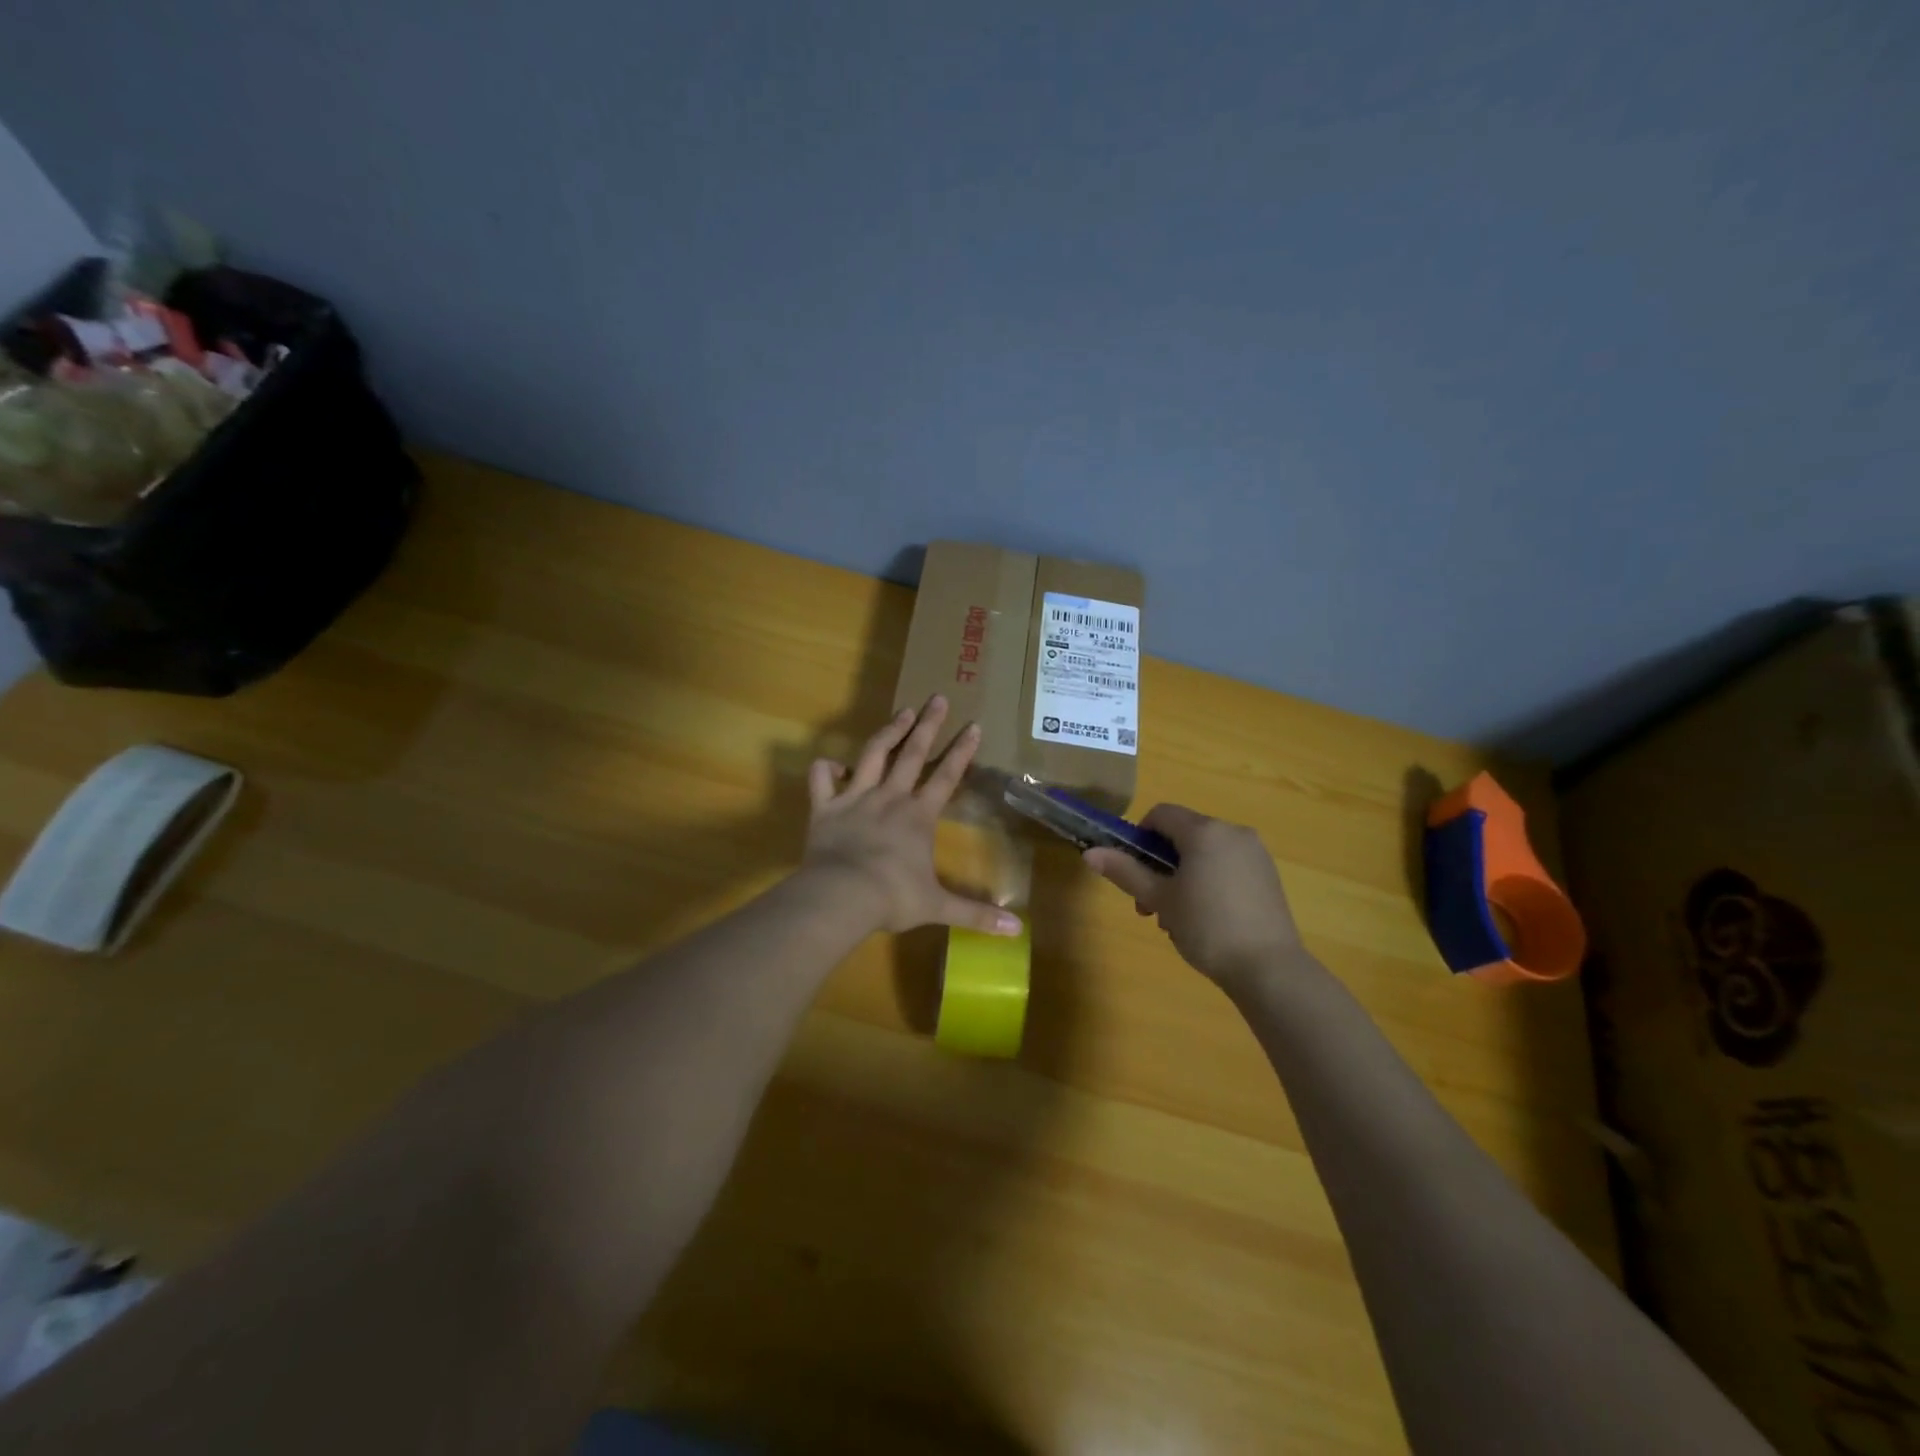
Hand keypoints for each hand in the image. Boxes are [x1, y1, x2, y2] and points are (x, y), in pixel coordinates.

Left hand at [803, 696, 1022, 937]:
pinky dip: (825, 770)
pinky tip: (830, 763)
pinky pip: (822, 781)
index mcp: (918, 816)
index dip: (962, 751)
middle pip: (912, 755)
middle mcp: (890, 798)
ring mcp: (856, 798)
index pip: (947, 777)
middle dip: (928, 726)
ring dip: (888, 732)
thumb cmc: (892, 898)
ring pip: (873, 756)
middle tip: (938, 698)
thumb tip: (1015, 931)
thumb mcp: (937, 907)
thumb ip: (975, 914)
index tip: (974, 725)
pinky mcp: (826, 808)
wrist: (842, 896)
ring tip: (902, 711)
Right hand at [1085, 804, 1303, 987]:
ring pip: (1205, 852)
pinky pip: (1227, 865)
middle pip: (1184, 834)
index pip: (1162, 814)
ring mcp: (1255, 853)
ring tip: (1176, 918)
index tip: (1134, 869)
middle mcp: (1233, 832)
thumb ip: (1125, 872)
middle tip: (1150, 904)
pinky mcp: (1268, 875)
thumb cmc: (1207, 927)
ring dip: (1183, 875)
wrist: (1269, 968)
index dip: (1140, 836)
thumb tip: (1090, 853)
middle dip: (1160, 864)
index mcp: (1205, 831)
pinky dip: (1209, 880)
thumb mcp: (1160, 899)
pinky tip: (1206, 918)